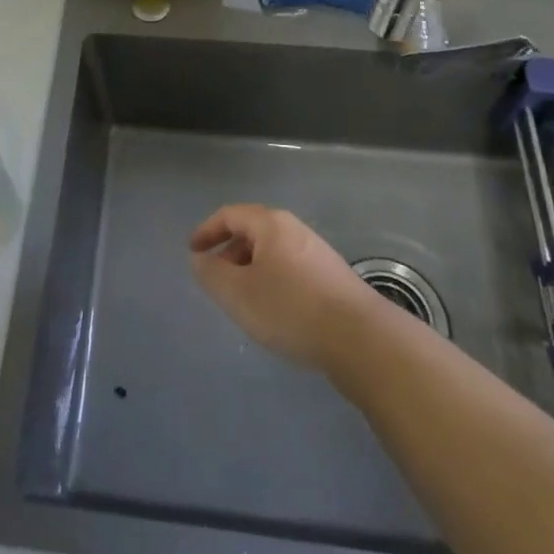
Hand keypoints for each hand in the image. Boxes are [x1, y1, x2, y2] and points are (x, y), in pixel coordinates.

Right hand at [188, 204, 386, 369]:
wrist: (360, 338)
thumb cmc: (290, 308)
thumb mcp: (239, 293)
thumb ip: (212, 274)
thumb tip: (200, 260)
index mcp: (270, 224)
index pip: (230, 215)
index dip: (207, 231)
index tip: (192, 252)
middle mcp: (294, 229)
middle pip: (252, 231)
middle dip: (229, 252)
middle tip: (216, 280)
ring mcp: (316, 252)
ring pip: (272, 253)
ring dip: (251, 270)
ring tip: (243, 300)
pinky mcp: (332, 277)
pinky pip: (290, 269)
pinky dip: (272, 281)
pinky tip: (275, 312)